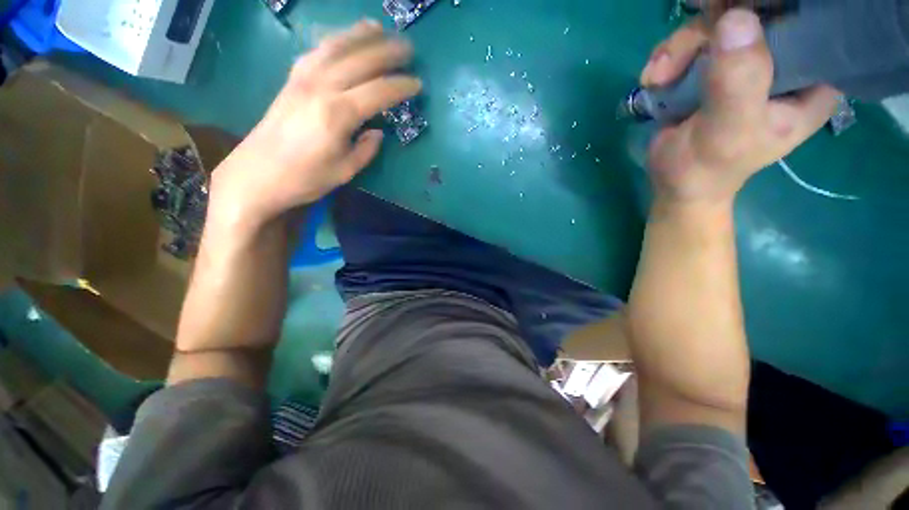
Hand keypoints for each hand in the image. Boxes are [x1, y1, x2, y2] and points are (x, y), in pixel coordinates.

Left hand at [208, 21, 420, 226]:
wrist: (257, 174)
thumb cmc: (305, 178)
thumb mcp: (344, 171)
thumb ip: (366, 149)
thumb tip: (377, 132)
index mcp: (337, 114)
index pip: (378, 92)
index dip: (400, 87)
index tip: (418, 84)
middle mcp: (320, 87)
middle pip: (359, 60)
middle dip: (387, 52)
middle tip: (409, 48)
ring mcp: (302, 79)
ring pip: (336, 46)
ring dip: (360, 35)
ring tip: (380, 29)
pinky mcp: (291, 79)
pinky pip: (317, 51)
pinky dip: (335, 40)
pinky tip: (345, 40)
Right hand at [641, 9, 837, 206]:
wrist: (676, 183)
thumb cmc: (707, 167)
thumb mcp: (726, 131)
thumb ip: (737, 83)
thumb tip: (736, 18)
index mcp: (813, 78)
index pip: (809, 19)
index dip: (774, 8)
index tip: (733, 18)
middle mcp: (789, 60)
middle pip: (758, 11)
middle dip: (710, 29)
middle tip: (674, 60)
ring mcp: (751, 58)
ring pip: (721, 20)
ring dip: (680, 47)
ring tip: (657, 78)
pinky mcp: (720, 62)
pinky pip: (697, 37)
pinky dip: (670, 55)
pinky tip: (654, 78)